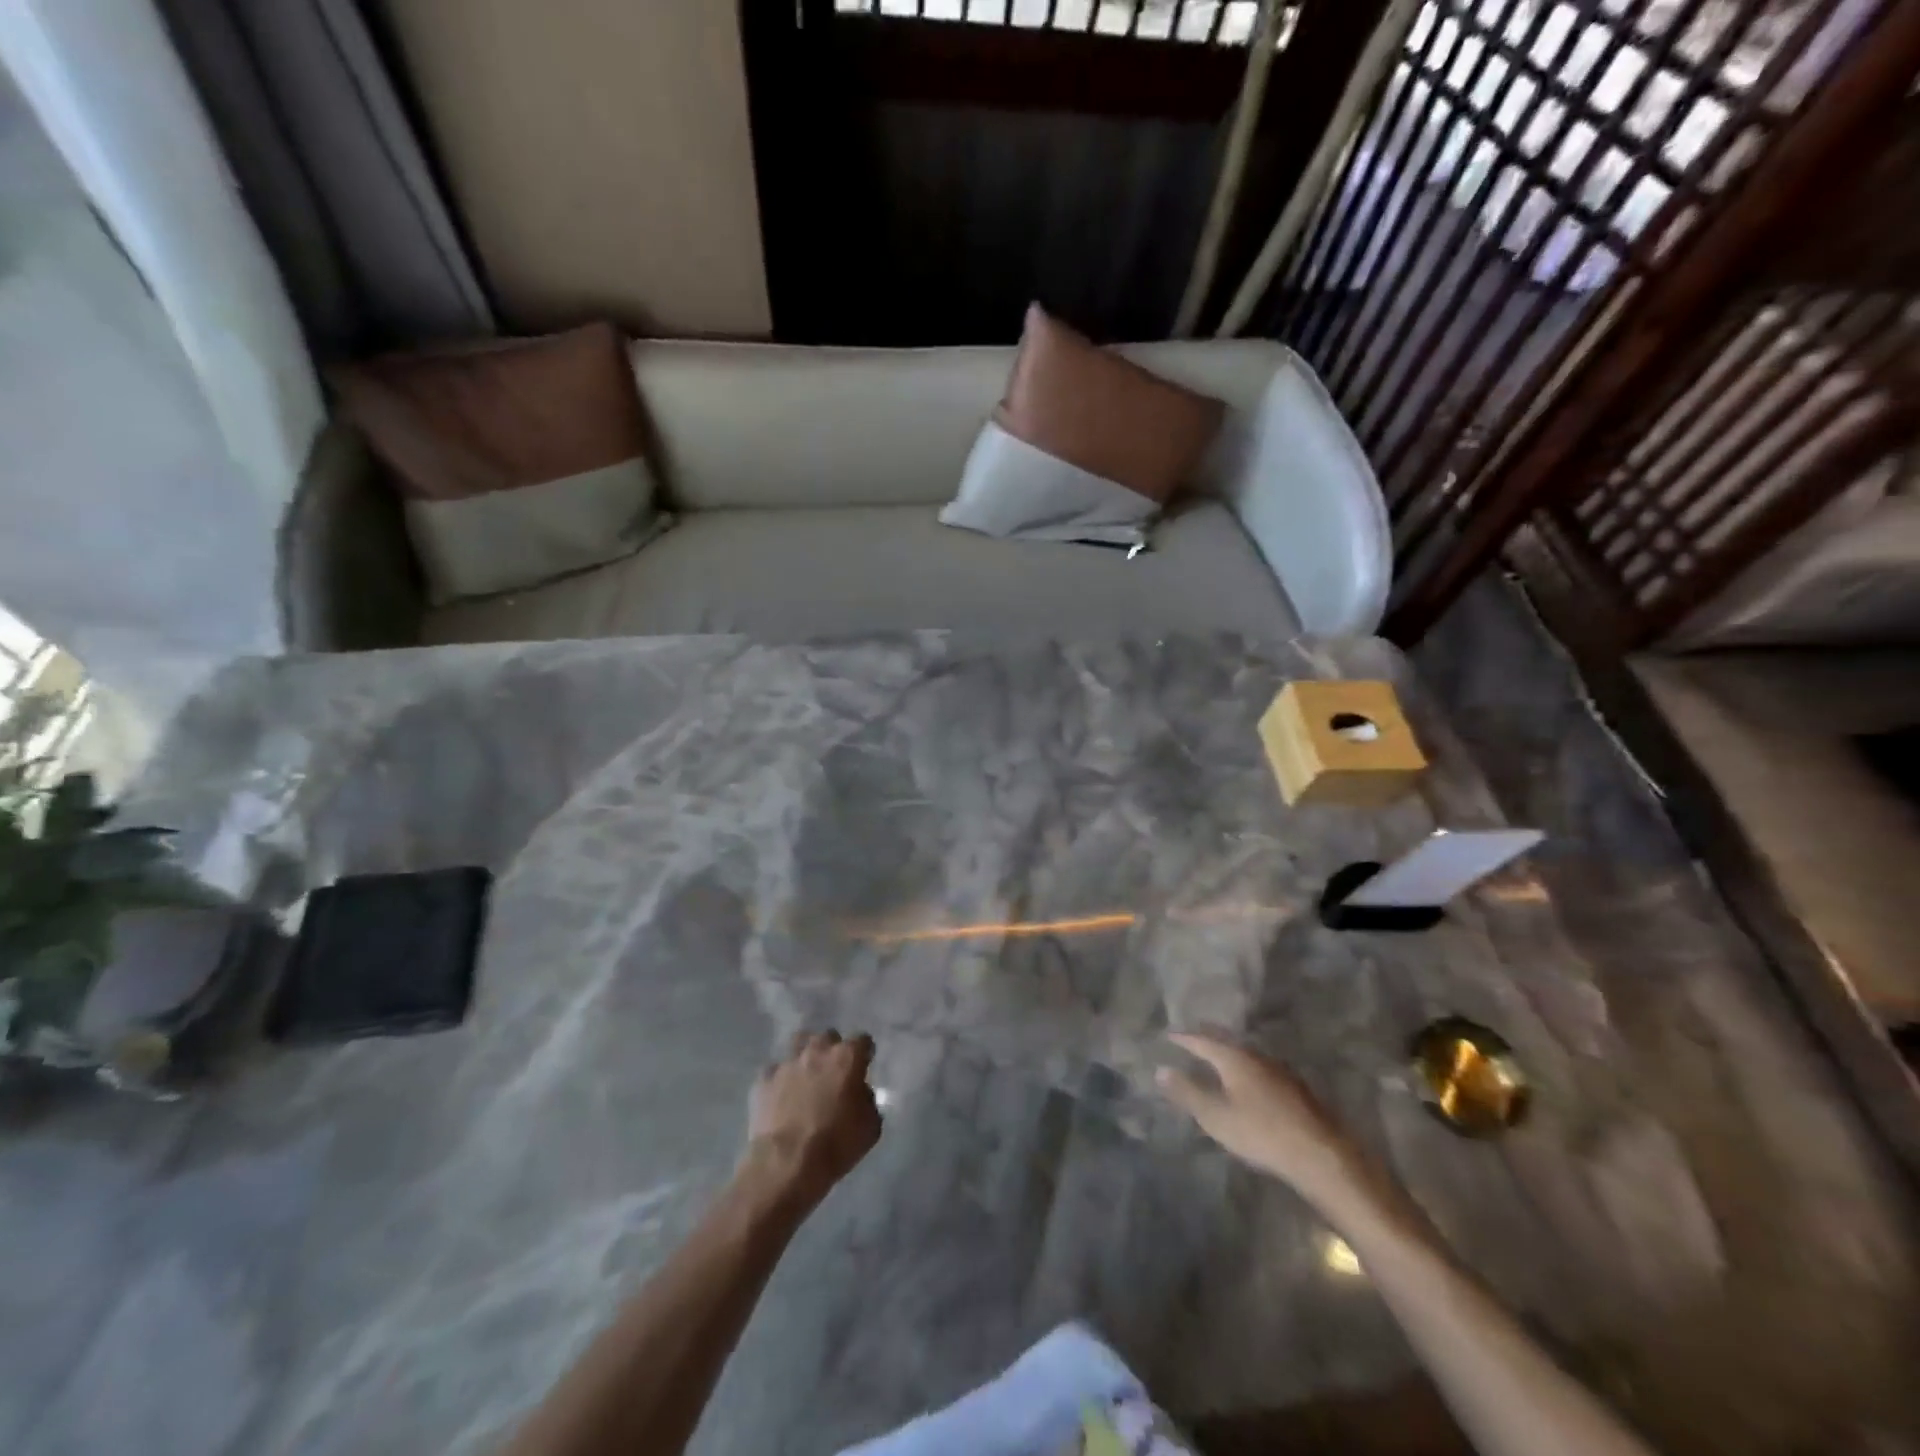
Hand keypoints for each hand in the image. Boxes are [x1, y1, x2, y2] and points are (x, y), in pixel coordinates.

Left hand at [745, 1030, 881, 1206]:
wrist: (787, 1163)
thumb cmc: (836, 1145)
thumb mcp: (870, 1126)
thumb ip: (867, 1101)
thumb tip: (859, 1094)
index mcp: (847, 1058)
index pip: (862, 1040)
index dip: (864, 1053)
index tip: (864, 1066)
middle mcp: (817, 1051)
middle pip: (828, 1037)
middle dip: (832, 1050)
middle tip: (833, 1072)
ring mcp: (788, 1063)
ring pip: (798, 1043)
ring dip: (805, 1054)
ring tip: (805, 1074)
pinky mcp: (764, 1080)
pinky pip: (774, 1071)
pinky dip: (779, 1080)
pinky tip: (781, 1096)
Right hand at [1157, 1033, 1367, 1209]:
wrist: (1319, 1154)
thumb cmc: (1260, 1132)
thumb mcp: (1215, 1116)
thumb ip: (1187, 1092)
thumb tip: (1160, 1069)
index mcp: (1234, 1057)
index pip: (1202, 1040)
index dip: (1184, 1038)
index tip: (1169, 1034)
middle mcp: (1256, 1055)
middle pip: (1226, 1040)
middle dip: (1207, 1038)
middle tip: (1191, 1036)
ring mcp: (1278, 1070)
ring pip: (1245, 1053)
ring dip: (1227, 1051)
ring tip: (1215, 1055)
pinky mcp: (1293, 1087)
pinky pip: (1259, 1066)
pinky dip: (1244, 1065)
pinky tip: (1246, 1079)